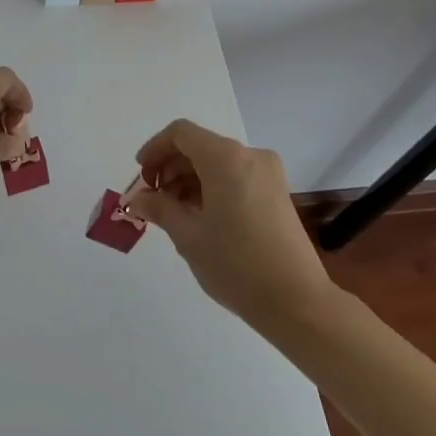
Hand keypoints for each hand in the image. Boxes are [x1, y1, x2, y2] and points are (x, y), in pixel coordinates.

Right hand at [128, 119, 332, 326]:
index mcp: (226, 158)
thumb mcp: (188, 236)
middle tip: (152, 200)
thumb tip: (137, 199)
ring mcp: (268, 174)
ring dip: (190, 179)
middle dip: (170, 167)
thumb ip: (159, 209)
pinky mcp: (277, 192)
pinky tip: (200, 217)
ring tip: (174, 213)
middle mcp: (250, 156)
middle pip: (199, 146)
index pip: (181, 134)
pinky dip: (212, 187)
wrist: (297, 302)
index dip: (155, 149)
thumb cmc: (236, 264)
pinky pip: (235, 176)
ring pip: (217, 162)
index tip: (140, 176)